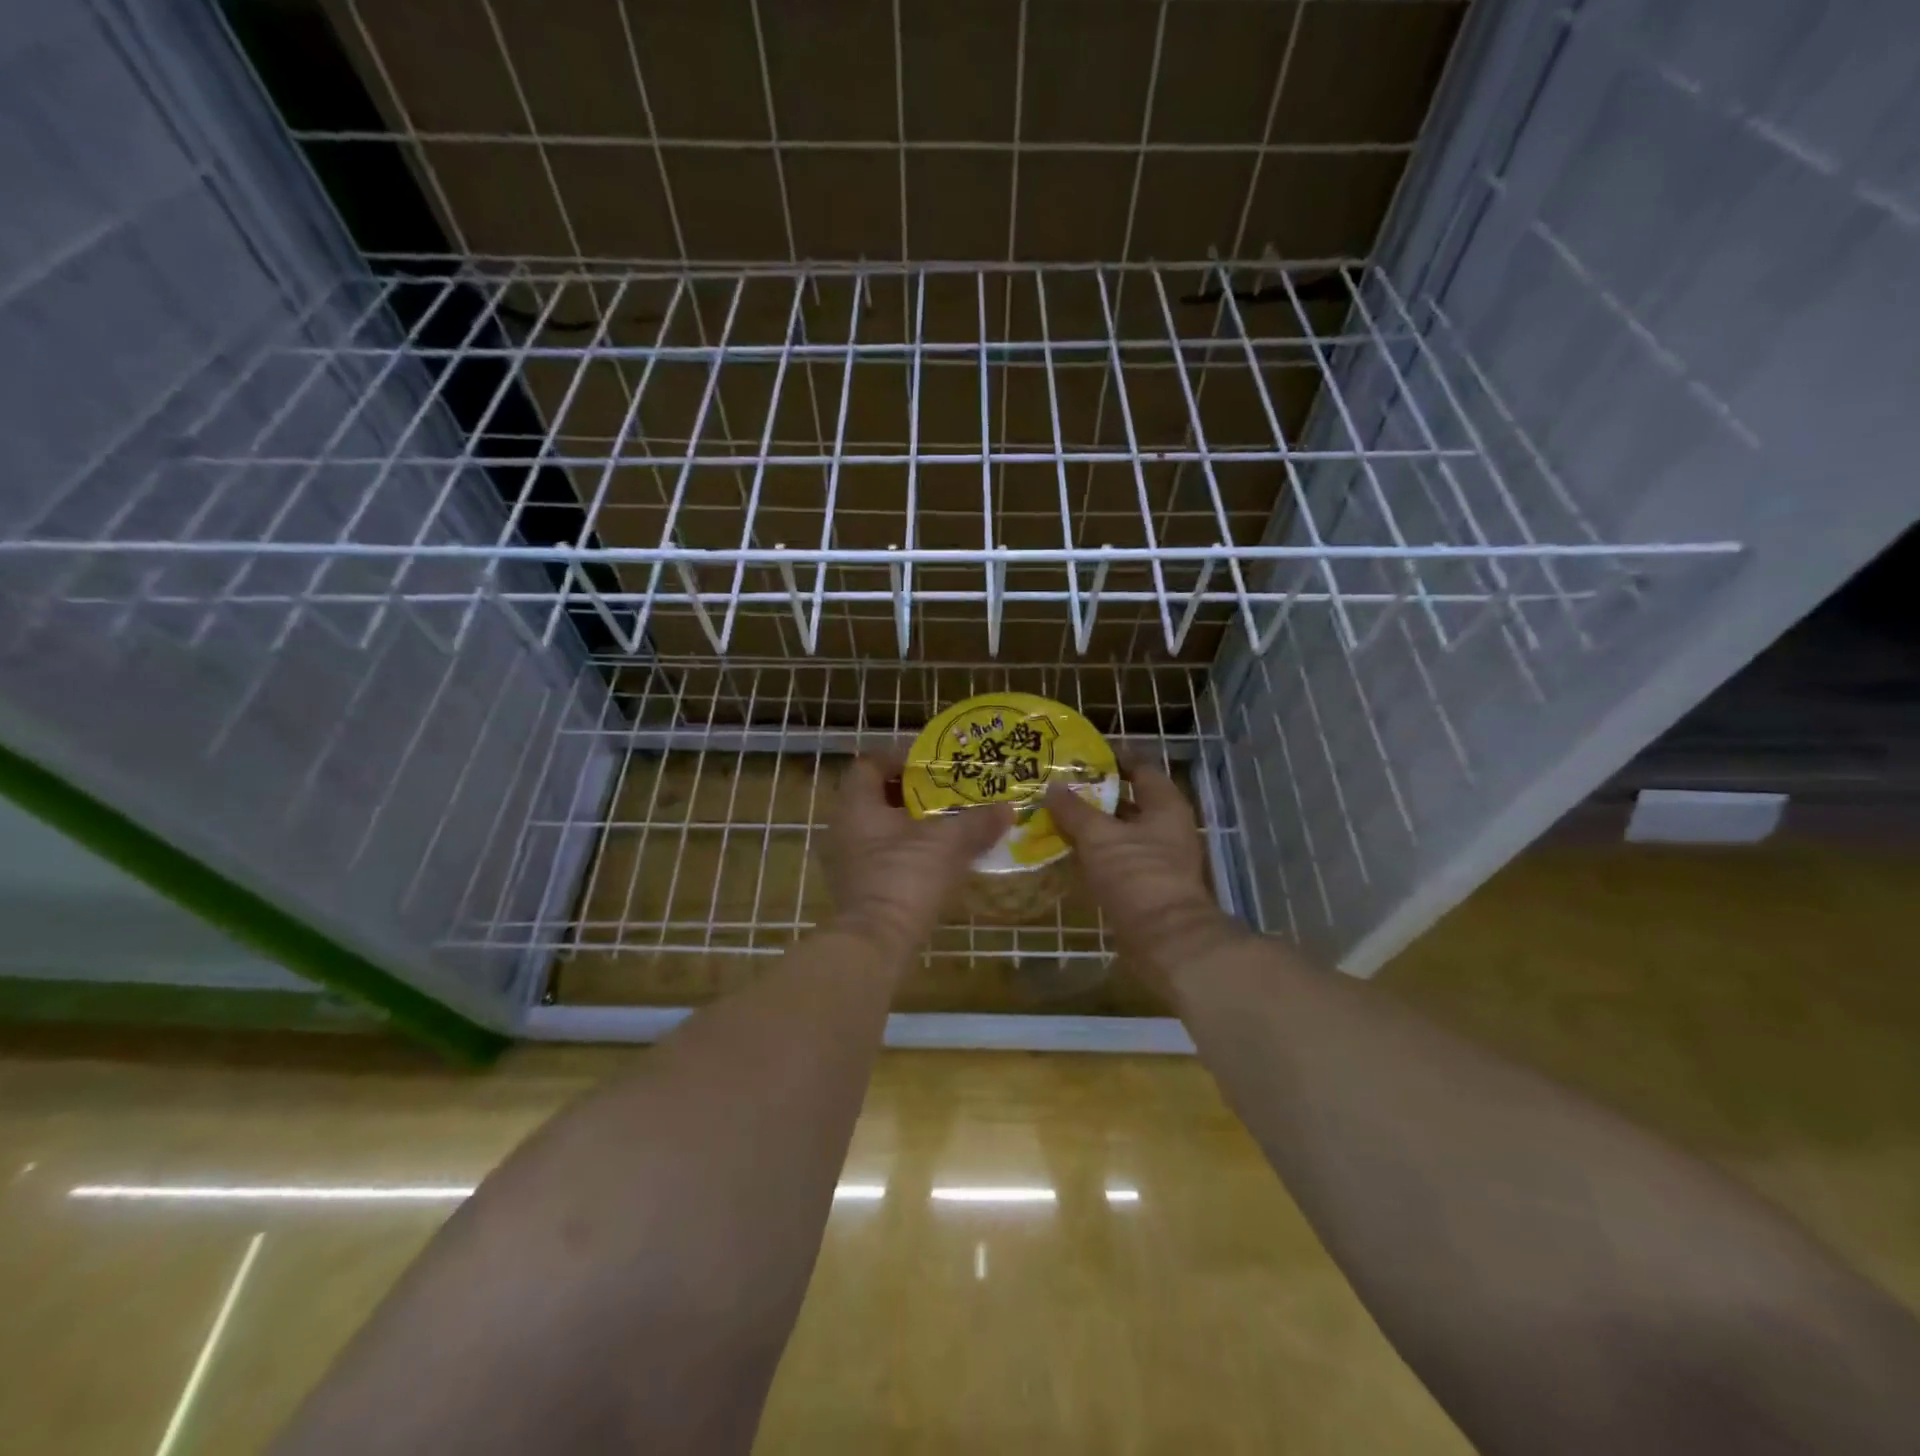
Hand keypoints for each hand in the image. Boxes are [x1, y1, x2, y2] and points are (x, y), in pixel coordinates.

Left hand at [822, 755, 1011, 963]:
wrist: (878, 943)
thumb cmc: (906, 877)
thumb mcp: (948, 842)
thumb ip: (977, 821)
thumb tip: (1008, 808)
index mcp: (857, 805)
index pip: (869, 764)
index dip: (899, 757)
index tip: (931, 762)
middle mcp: (843, 827)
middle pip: (875, 794)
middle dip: (910, 790)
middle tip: (945, 789)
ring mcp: (847, 859)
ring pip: (879, 826)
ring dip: (909, 820)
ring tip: (946, 820)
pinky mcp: (857, 885)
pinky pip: (881, 852)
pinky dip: (905, 847)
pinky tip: (936, 855)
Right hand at [1044, 756, 1243, 990]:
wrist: (1165, 939)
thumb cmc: (1137, 875)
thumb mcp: (1099, 836)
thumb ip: (1074, 810)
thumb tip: (1052, 786)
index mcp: (1165, 805)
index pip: (1140, 768)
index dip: (1113, 758)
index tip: (1081, 754)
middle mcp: (1166, 827)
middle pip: (1128, 801)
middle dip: (1095, 793)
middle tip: (1058, 785)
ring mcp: (1157, 858)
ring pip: (1120, 831)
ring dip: (1091, 825)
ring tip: (1054, 814)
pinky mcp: (1145, 885)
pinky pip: (1116, 858)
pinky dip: (1094, 852)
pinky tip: (1066, 850)